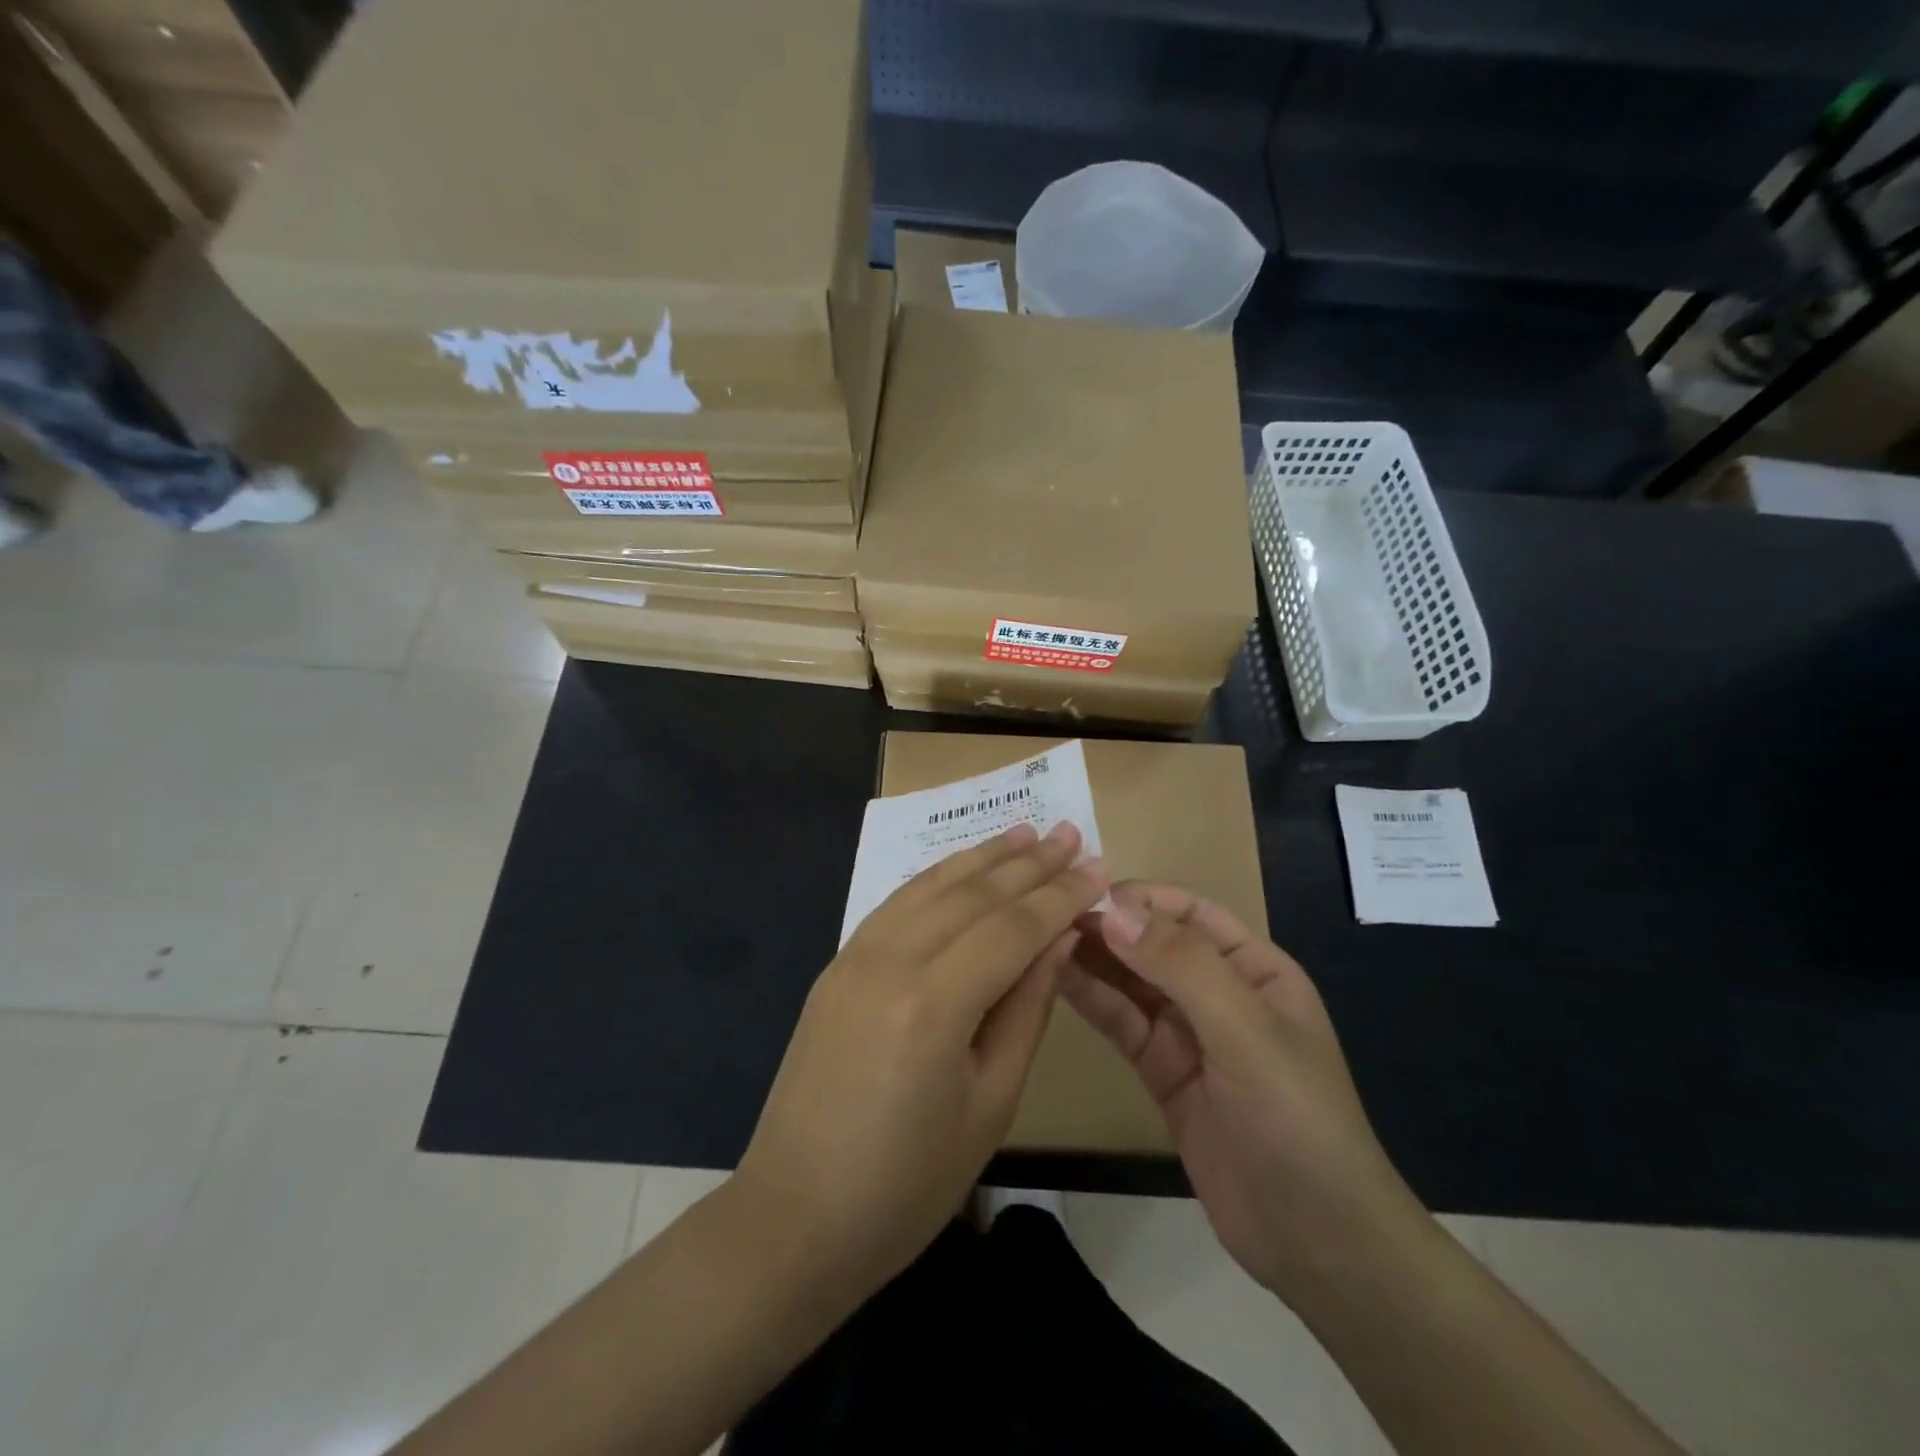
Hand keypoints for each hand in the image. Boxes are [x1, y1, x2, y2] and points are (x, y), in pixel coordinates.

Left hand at [735, 822, 1106, 1301]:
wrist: (794, 1217)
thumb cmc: (907, 1184)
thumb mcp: (990, 1104)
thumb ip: (1026, 1009)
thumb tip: (1059, 939)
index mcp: (933, 1005)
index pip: (1011, 928)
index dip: (1059, 897)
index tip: (1097, 868)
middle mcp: (889, 962)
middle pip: (972, 894)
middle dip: (1027, 863)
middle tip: (1069, 832)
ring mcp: (854, 957)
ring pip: (929, 886)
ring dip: (981, 856)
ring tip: (1024, 833)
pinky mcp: (836, 965)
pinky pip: (895, 904)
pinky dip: (936, 878)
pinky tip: (961, 867)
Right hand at [1061, 882, 1427, 1305]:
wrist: (1316, 1241)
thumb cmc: (1296, 1118)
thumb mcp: (1246, 1031)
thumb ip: (1181, 966)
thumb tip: (1112, 911)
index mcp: (1254, 968)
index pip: (1191, 913)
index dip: (1142, 898)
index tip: (1086, 893)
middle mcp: (1219, 991)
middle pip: (1155, 943)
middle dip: (1109, 927)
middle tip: (1049, 917)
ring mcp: (1188, 1034)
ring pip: (1132, 982)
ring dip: (1093, 959)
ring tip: (1042, 941)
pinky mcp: (1161, 1072)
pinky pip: (1122, 1023)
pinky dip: (1092, 1000)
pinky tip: (1055, 980)